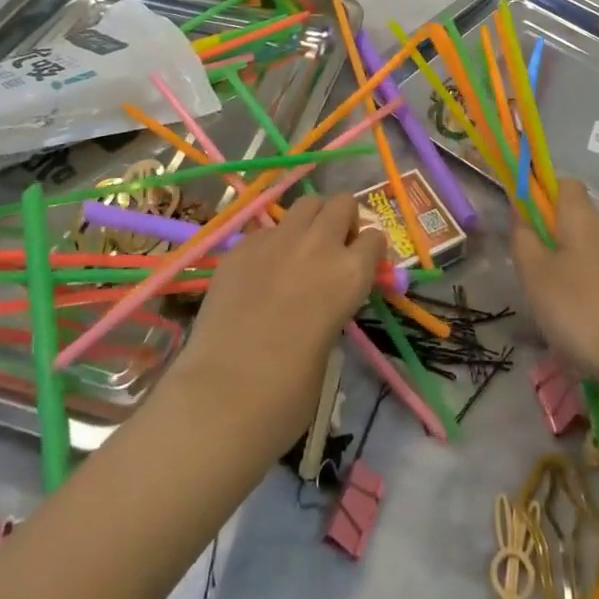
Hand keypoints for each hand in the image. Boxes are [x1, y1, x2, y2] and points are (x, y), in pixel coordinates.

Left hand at [169, 194, 384, 451]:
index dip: (369, 251)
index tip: (362, 264)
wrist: (224, 395)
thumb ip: (334, 305)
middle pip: (342, 203)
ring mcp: (277, 239)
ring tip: (300, 249)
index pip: (374, 238)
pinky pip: (267, 229)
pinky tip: (260, 272)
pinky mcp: (242, 245)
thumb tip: (325, 296)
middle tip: (333, 248)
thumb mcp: (330, 344)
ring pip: (306, 203)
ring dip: (311, 219)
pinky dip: (272, 242)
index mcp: (350, 273)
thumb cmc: (288, 393)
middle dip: (342, 219)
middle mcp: (319, 245)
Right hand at [512, 178, 598, 379]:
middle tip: (533, 270)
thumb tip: (521, 212)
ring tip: (553, 303)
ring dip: (570, 268)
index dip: (544, 194)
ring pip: (589, 252)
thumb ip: (523, 238)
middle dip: (553, 238)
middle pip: (577, 221)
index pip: (566, 184)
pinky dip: (588, 290)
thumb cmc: (578, 306)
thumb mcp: (534, 273)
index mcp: (584, 218)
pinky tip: (578, 321)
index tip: (527, 220)